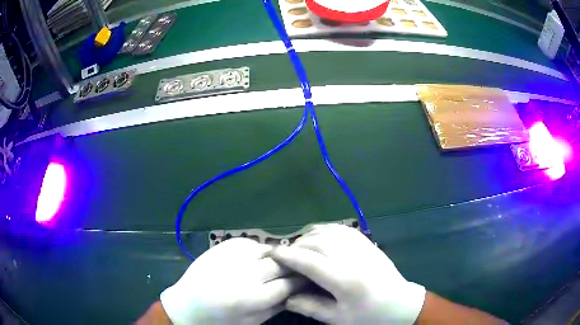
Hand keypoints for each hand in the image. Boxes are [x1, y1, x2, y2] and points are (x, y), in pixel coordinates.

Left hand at [160, 238, 304, 324]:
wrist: (186, 306)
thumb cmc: (220, 321)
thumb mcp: (250, 322)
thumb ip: (276, 307)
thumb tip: (297, 290)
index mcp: (249, 299)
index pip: (287, 284)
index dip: (302, 281)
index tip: (310, 278)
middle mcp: (241, 275)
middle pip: (280, 263)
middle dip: (294, 265)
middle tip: (300, 268)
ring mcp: (229, 257)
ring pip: (266, 249)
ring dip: (277, 255)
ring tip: (281, 261)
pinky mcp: (219, 247)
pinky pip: (248, 242)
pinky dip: (258, 249)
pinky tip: (258, 257)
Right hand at [271, 224, 425, 324]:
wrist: (401, 305)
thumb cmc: (369, 316)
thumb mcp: (338, 319)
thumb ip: (310, 307)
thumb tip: (285, 298)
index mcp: (346, 281)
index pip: (310, 262)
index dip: (288, 256)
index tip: (272, 254)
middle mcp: (354, 259)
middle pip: (318, 243)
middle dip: (296, 245)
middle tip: (284, 253)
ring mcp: (363, 247)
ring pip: (330, 231)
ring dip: (310, 235)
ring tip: (299, 245)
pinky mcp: (368, 243)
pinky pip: (343, 229)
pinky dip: (326, 229)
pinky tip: (319, 237)